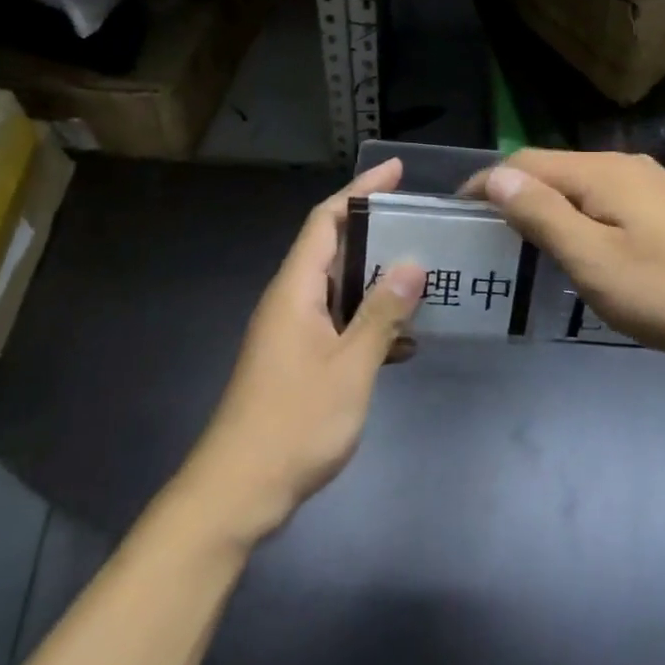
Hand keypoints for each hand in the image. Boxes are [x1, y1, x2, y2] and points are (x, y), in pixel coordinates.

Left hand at [179, 160, 422, 544]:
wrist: (238, 492)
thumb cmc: (293, 423)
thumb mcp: (349, 366)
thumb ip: (381, 314)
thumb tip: (412, 264)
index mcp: (295, 290)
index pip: (325, 220)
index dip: (360, 191)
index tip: (396, 172)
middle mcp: (291, 302)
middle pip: (335, 250)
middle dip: (377, 234)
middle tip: (424, 226)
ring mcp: (293, 333)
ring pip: (341, 290)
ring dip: (378, 283)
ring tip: (426, 277)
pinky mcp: (299, 362)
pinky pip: (340, 325)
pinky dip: (370, 324)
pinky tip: (405, 342)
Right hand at [465, 151, 664, 368]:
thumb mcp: (596, 261)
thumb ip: (543, 216)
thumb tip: (496, 176)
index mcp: (600, 173)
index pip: (524, 163)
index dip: (486, 185)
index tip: (457, 215)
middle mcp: (623, 166)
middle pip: (552, 171)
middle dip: (514, 197)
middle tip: (486, 240)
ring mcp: (651, 186)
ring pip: (580, 188)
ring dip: (547, 210)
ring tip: (524, 248)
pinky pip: (606, 204)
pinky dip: (578, 220)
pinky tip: (581, 251)